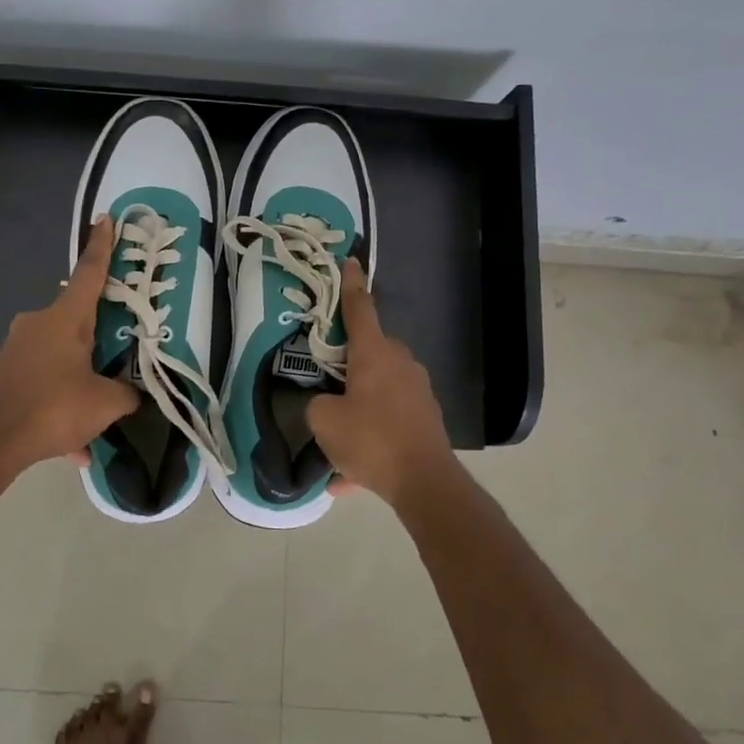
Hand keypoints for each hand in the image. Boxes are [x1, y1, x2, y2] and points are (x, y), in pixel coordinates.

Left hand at [0, 215, 139, 474]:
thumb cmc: (54, 407)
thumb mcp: (105, 403)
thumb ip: (126, 394)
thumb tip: (133, 395)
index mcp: (66, 318)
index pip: (89, 273)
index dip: (102, 246)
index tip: (105, 218)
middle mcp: (39, 322)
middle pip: (78, 318)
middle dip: (100, 334)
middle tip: (120, 350)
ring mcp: (18, 346)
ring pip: (62, 355)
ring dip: (82, 380)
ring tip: (98, 418)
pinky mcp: (6, 372)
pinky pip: (45, 380)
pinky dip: (61, 404)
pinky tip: (74, 446)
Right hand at [308, 259, 457, 506]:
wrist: (425, 482)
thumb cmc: (371, 440)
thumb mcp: (324, 421)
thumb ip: (317, 404)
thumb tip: (326, 403)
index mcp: (374, 354)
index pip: (360, 310)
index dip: (351, 285)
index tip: (350, 261)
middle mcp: (401, 364)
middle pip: (370, 351)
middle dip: (350, 363)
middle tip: (328, 381)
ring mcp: (418, 391)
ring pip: (379, 390)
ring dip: (359, 407)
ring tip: (338, 442)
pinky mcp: (426, 417)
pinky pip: (389, 419)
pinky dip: (371, 436)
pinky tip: (351, 475)